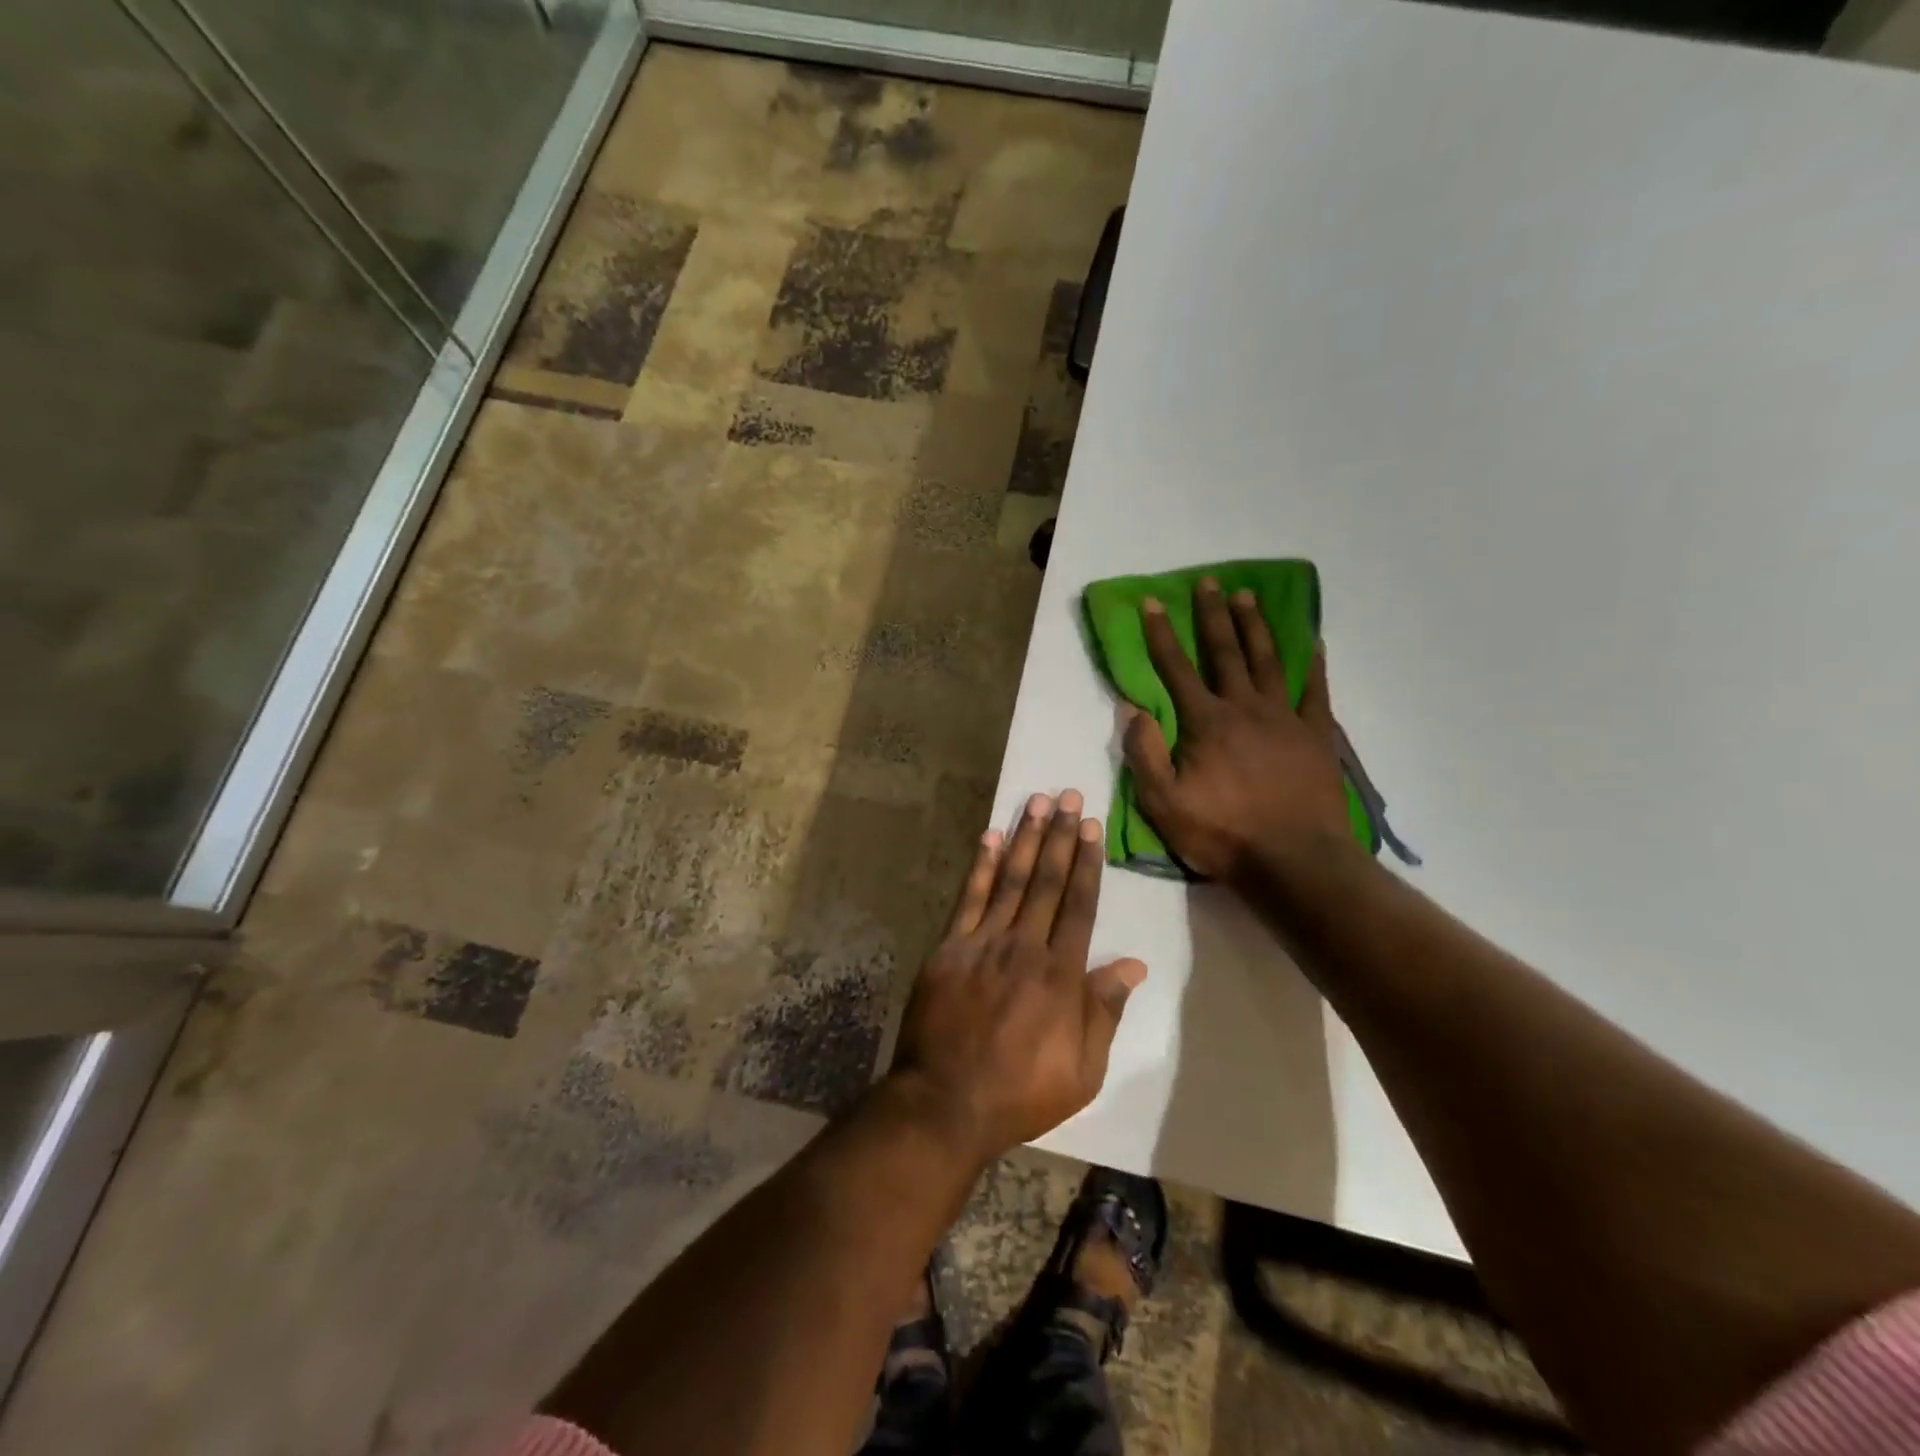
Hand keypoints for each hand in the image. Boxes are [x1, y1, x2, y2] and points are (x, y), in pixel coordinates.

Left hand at [889, 790, 1146, 1166]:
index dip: (1086, 863)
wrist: (947, 1102)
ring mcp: (983, 943)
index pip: (1079, 905)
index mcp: (1061, 974)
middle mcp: (1024, 946)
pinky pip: (968, 899)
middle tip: (1068, 796)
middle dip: (1059, 836)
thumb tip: (1133, 964)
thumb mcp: (1083, 1069)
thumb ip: (1105, 1010)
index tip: (1091, 827)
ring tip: (1036, 802)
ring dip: (1025, 838)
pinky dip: (980, 866)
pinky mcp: (949, 948)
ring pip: (1010, 880)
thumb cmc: (1022, 1091)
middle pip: (1047, 881)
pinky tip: (989, 837)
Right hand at [1123, 577, 1351, 881]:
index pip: (1176, 669)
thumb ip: (1145, 753)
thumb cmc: (1223, 834)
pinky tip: (1313, 643)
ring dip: (1255, 627)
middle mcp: (1244, 708)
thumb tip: (1131, 709)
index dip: (1161, 634)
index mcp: (1205, 722)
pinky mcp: (1316, 736)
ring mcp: (1285, 719)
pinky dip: (1313, 665)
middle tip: (1210, 582)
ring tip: (1248, 596)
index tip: (1152, 602)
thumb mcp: (1164, 803)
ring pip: (1268, 661)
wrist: (1294, 861)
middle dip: (1213, 616)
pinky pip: (1315, 692)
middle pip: (1226, 652)